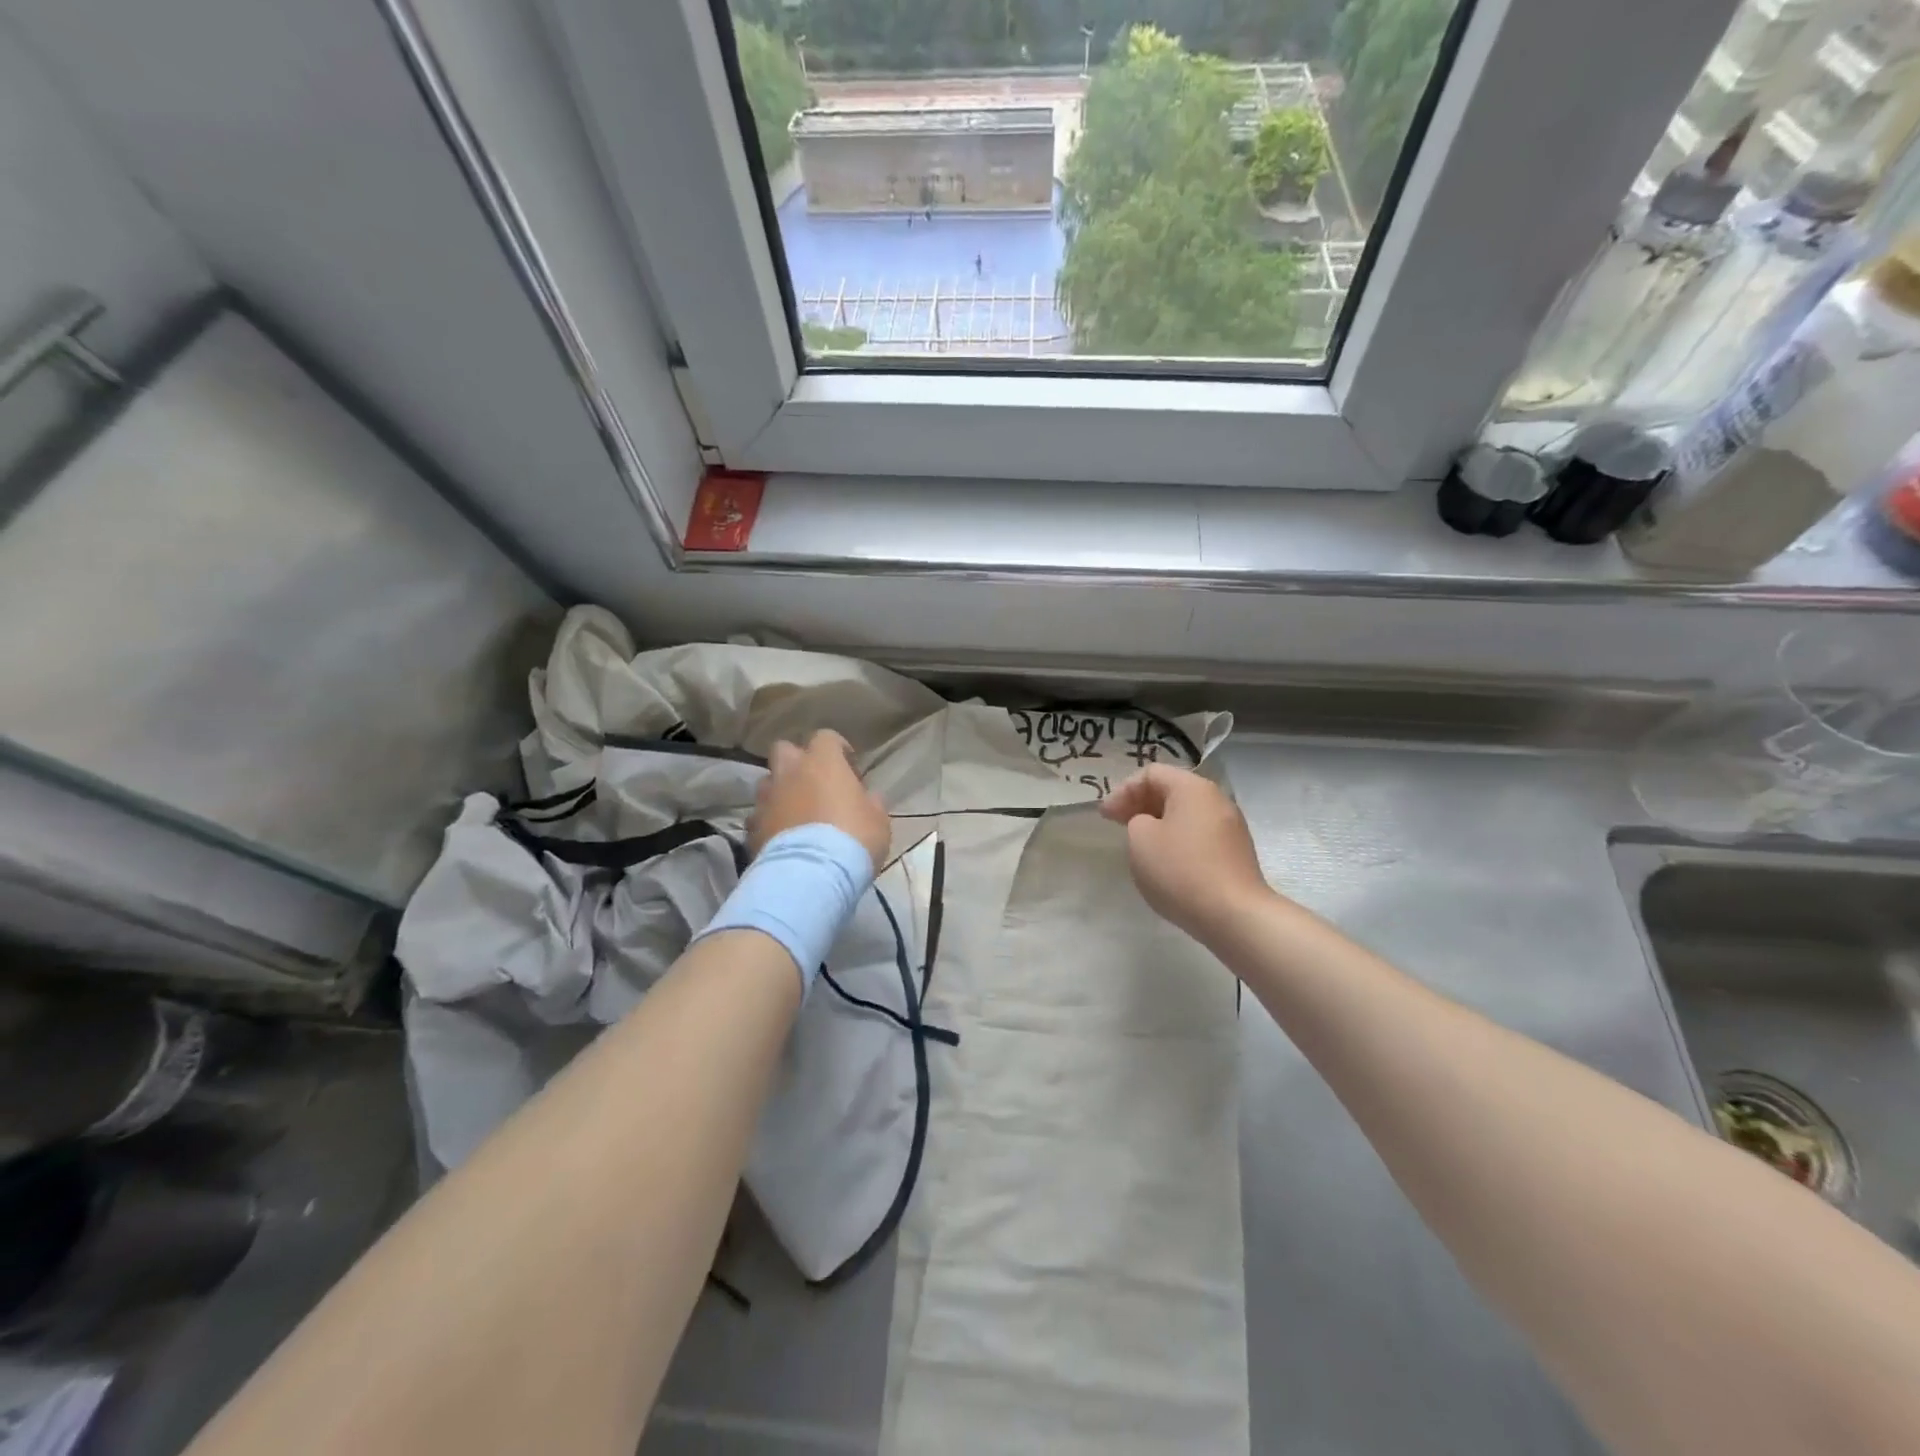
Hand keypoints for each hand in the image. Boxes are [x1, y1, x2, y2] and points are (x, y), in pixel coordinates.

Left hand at [750, 730, 890, 872]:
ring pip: (767, 783)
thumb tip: (866, 798)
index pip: (826, 737)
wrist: (811, 875)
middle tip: (814, 784)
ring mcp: (766, 799)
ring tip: (795, 814)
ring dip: (780, 792)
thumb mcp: (878, 820)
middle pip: (784, 749)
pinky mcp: (751, 828)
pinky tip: (782, 839)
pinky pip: (759, 817)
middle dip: (797, 762)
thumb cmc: (853, 838)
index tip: (849, 769)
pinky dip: (769, 823)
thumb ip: (870, 801)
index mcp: (822, 762)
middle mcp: (789, 772)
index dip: (838, 749)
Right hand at [1101, 765, 1271, 940]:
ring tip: (1139, 844)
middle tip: (1117, 824)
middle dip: (1140, 804)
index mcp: (1193, 788)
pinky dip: (1177, 840)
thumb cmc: (1180, 870)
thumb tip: (1150, 824)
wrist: (1234, 915)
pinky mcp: (1236, 853)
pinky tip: (1165, 862)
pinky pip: (1199, 835)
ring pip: (1186, 814)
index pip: (1151, 773)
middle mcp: (1217, 799)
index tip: (1105, 816)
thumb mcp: (1140, 839)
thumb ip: (1136, 821)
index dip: (1122, 790)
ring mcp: (1231, 827)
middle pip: (1171, 790)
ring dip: (1158, 823)